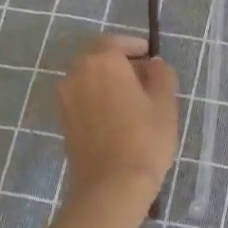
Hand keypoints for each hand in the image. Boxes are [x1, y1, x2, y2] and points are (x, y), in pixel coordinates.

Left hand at [57, 34, 177, 203]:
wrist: (111, 186)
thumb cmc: (144, 139)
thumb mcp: (165, 103)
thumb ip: (161, 75)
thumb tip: (153, 64)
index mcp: (102, 61)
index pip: (116, 42)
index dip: (134, 46)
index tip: (150, 56)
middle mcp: (77, 73)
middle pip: (98, 58)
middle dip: (119, 62)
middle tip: (143, 77)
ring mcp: (66, 98)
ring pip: (88, 78)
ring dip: (107, 80)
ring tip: (132, 99)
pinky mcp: (63, 120)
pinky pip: (82, 97)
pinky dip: (97, 98)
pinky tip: (116, 116)